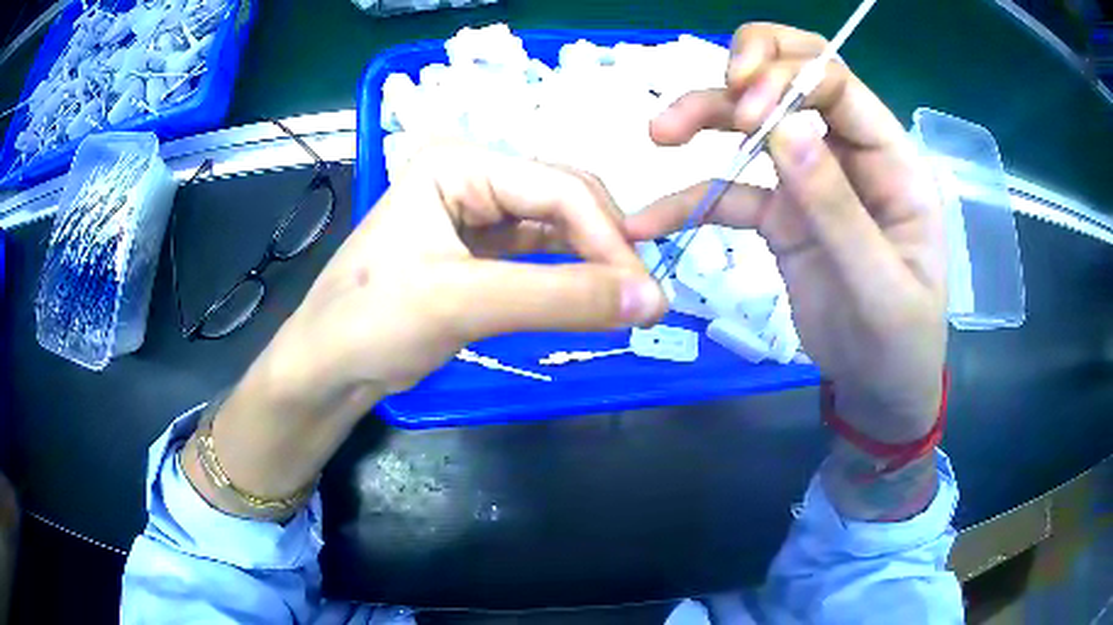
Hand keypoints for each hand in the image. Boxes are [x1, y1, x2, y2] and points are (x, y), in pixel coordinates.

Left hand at [279, 145, 667, 403]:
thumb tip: (653, 300)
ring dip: (592, 261)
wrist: (325, 369)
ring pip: (554, 228)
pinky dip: (567, 275)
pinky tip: (590, 296)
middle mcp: (470, 176)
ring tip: (625, 301)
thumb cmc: (372, 323)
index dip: (610, 238)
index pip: (558, 189)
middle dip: (605, 247)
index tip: (646, 294)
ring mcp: (473, 213)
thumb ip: (560, 298)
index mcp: (459, 163)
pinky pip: (537, 255)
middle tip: (640, 301)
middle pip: (562, 201)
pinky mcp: (475, 252)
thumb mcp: (462, 303)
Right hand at [625, 24, 947, 441]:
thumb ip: (837, 208)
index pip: (835, 83)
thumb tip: (784, 127)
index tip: (744, 113)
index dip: (786, 79)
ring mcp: (812, 181)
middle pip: (793, 79)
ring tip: (659, 133)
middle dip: (745, 73)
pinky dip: (691, 200)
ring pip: (756, 123)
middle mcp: (850, 155)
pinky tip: (652, 219)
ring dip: (707, 116)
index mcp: (891, 160)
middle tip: (708, 98)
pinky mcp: (782, 216)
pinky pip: (732, 191)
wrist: (879, 389)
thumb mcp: (880, 286)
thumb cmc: (901, 343)